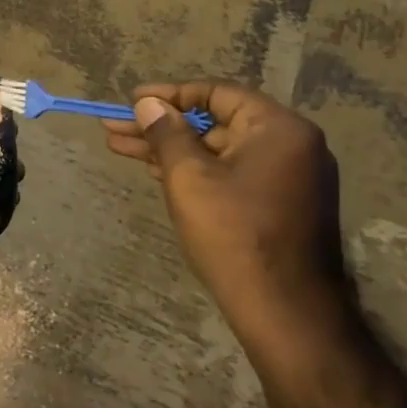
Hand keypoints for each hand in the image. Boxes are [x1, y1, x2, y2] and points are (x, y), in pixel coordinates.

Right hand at [104, 80, 355, 367]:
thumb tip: (148, 103)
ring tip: (121, 148)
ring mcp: (289, 177)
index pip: (216, 94)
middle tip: (114, 128)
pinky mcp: (281, 205)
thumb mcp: (189, 177)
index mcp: (278, 128)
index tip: (131, 101)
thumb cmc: (234, 235)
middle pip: (215, 123)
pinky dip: (195, 171)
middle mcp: (291, 145)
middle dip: (161, 126)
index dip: (168, 95)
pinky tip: (156, 171)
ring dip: (171, 149)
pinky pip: (232, 173)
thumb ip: (166, 133)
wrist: (286, 313)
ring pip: (219, 151)